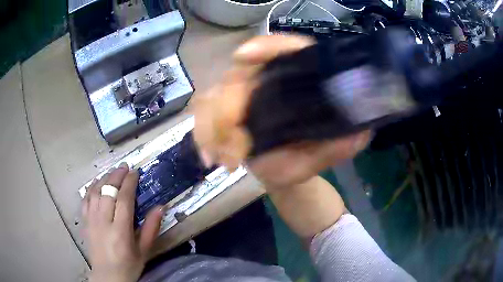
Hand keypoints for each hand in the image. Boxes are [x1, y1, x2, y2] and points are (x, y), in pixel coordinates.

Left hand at [82, 163, 163, 281]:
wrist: (107, 275)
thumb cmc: (129, 264)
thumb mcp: (144, 250)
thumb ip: (151, 229)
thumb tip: (161, 207)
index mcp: (120, 231)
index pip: (124, 199)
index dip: (129, 183)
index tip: (135, 172)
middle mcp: (103, 222)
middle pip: (108, 191)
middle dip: (116, 176)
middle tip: (124, 167)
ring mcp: (91, 220)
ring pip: (95, 192)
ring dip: (104, 179)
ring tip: (112, 172)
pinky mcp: (84, 221)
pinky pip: (85, 199)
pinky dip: (91, 188)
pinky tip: (96, 183)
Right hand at [192, 35, 370, 187]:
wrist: (285, 172)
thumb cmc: (307, 157)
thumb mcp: (328, 153)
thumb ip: (343, 144)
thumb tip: (359, 131)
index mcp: (297, 80)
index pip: (287, 50)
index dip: (267, 47)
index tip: (245, 56)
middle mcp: (268, 80)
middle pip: (239, 74)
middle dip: (229, 105)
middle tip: (235, 141)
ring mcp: (243, 95)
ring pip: (215, 94)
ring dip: (211, 123)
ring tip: (222, 156)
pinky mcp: (225, 112)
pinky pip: (203, 114)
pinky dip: (202, 133)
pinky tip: (209, 157)